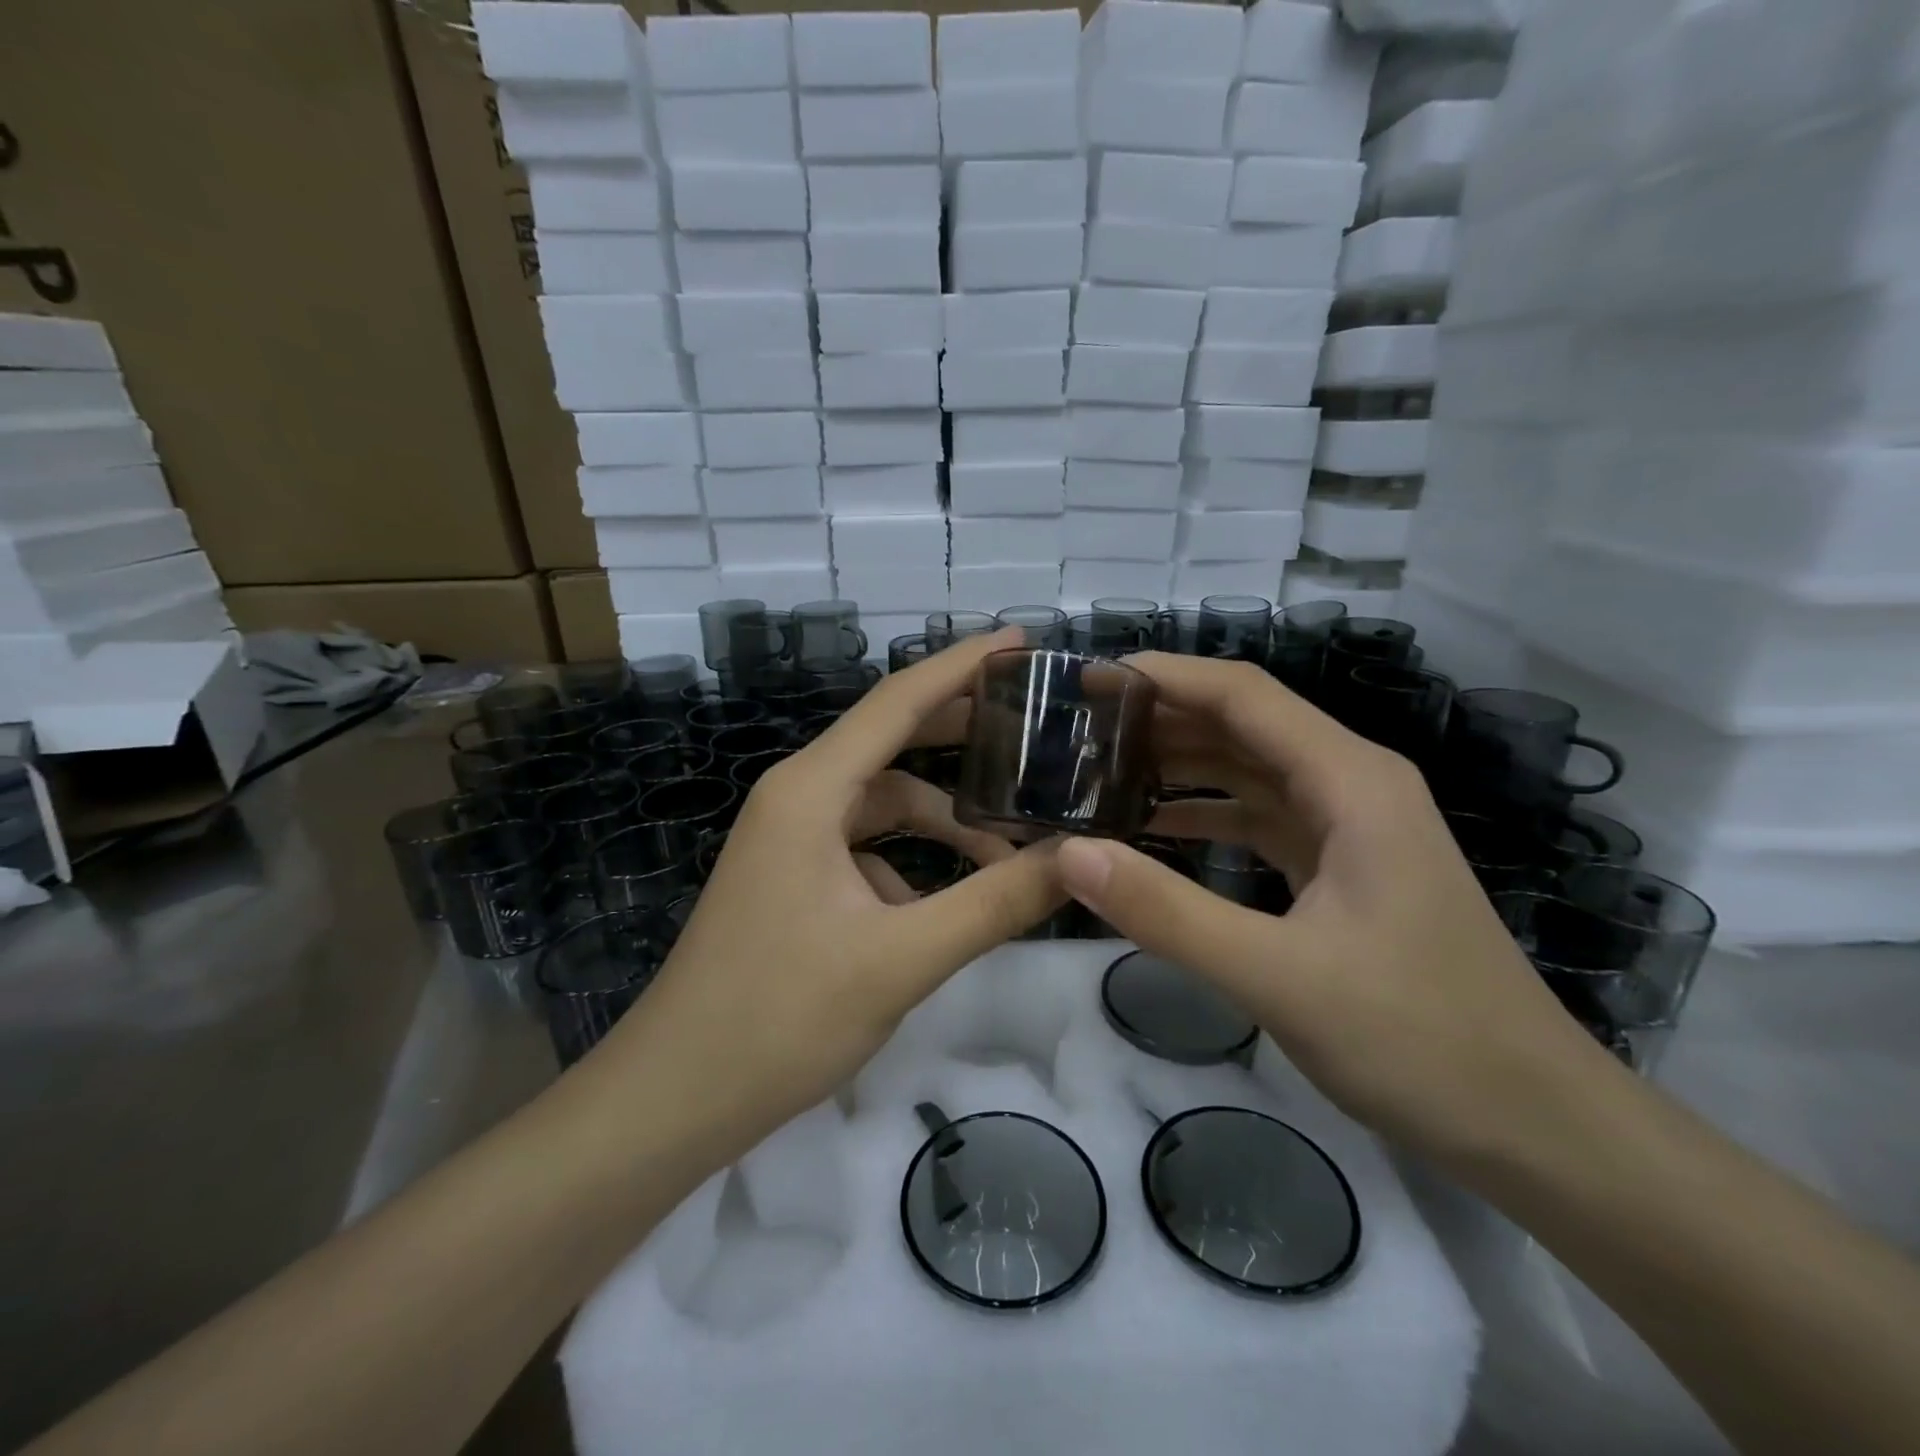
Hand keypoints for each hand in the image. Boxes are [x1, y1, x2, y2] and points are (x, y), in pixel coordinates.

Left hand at [600, 628, 1064, 1164]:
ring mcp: (792, 839)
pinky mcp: (794, 878)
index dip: (962, 664)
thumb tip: (1080, 859)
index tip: (1021, 642)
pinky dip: (914, 863)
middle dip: (963, 734)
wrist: (675, 1096)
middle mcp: (799, 797)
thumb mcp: (902, 958)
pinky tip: (948, 905)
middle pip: (893, 742)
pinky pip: (868, 848)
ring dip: (944, 820)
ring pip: (885, 805)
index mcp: (811, 790)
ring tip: (1011, 850)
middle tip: (1037, 731)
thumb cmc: (779, 1018)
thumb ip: (995, 903)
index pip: (898, 701)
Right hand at [1055, 654, 1613, 1161]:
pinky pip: (1259, 819)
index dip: (1163, 677)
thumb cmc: (1421, 1040)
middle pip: (1243, 725)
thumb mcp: (1279, 977)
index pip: (1243, 695)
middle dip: (1160, 720)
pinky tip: (1152, 830)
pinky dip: (1205, 816)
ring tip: (1098, 774)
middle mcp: (1352, 785)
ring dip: (1179, 766)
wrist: (1534, 1125)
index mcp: (1352, 781)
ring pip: (1249, 771)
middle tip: (1075, 733)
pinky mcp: (1341, 869)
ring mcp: (1350, 828)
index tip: (1086, 682)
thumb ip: (1169, 912)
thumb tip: (1071, 854)